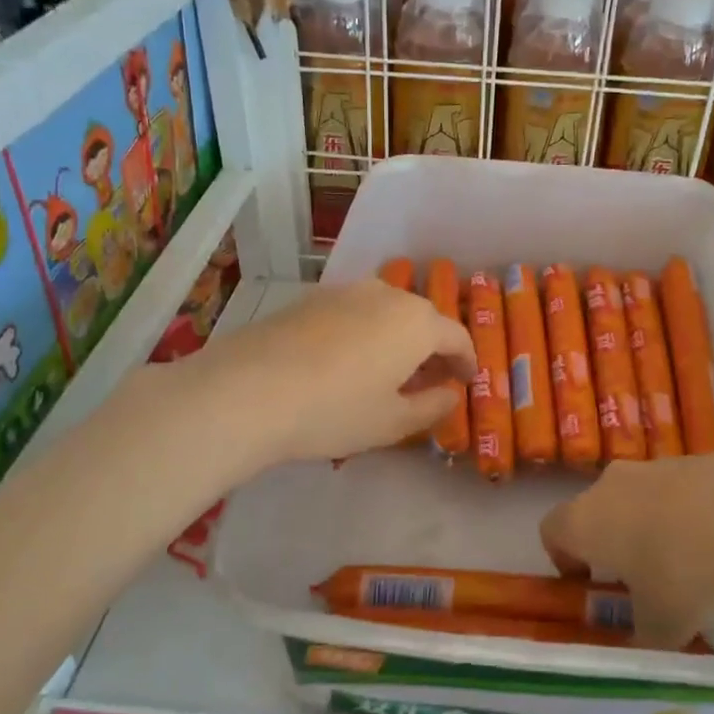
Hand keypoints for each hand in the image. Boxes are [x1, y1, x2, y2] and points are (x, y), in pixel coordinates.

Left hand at [194, 279, 474, 466]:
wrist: (247, 391)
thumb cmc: (334, 411)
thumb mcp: (392, 422)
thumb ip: (432, 406)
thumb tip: (451, 393)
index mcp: (416, 323)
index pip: (456, 336)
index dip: (466, 361)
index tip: (466, 381)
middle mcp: (385, 295)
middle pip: (421, 318)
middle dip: (431, 348)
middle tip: (429, 380)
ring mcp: (344, 292)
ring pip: (385, 312)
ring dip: (396, 337)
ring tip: (387, 371)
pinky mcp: (309, 299)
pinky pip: (353, 313)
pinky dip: (364, 332)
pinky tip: (346, 361)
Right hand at [539, 450, 713, 647]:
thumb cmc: (689, 574)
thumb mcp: (662, 627)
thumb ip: (641, 640)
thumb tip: (640, 649)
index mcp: (586, 520)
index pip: (551, 530)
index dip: (563, 558)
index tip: (588, 584)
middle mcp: (613, 484)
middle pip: (597, 509)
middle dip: (613, 542)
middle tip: (641, 579)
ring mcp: (658, 464)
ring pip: (642, 496)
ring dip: (654, 525)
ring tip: (692, 564)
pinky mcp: (702, 457)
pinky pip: (683, 489)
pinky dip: (693, 512)